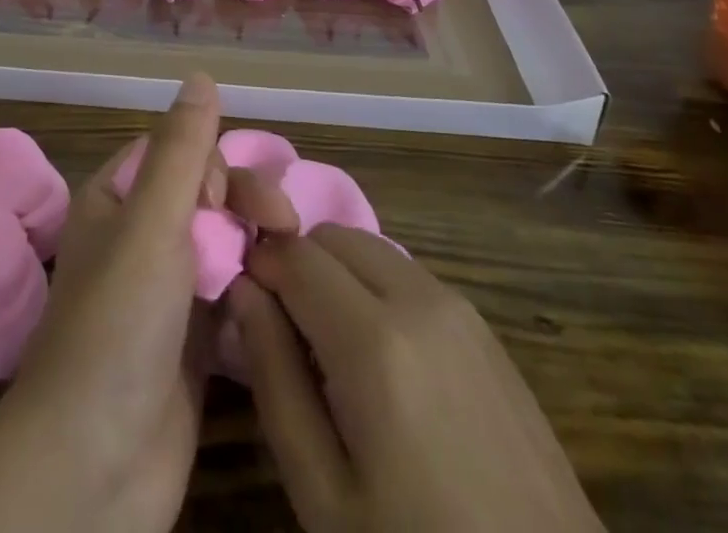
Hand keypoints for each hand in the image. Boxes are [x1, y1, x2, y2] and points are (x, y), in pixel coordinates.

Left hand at [0, 74, 293, 532]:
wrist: (93, 468)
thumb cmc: (117, 326)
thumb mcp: (151, 223)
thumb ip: (181, 150)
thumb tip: (201, 74)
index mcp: (118, 199)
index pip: (177, 152)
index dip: (212, 165)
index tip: (226, 200)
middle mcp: (140, 237)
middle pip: (208, 195)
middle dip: (246, 204)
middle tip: (282, 229)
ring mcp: (168, 292)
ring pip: (225, 244)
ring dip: (259, 246)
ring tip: (292, 268)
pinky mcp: (194, 342)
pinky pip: (234, 294)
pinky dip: (259, 290)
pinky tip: (285, 301)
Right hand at [231, 225, 601, 532]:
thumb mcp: (322, 491)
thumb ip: (273, 376)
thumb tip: (243, 289)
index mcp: (373, 339)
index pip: (292, 252)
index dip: (259, 266)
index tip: (245, 302)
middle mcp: (417, 298)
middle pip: (332, 235)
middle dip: (298, 263)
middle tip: (287, 331)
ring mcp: (459, 307)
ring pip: (369, 247)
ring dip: (336, 272)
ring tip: (331, 349)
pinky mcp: (484, 326)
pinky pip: (407, 274)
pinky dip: (375, 288)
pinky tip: (382, 360)